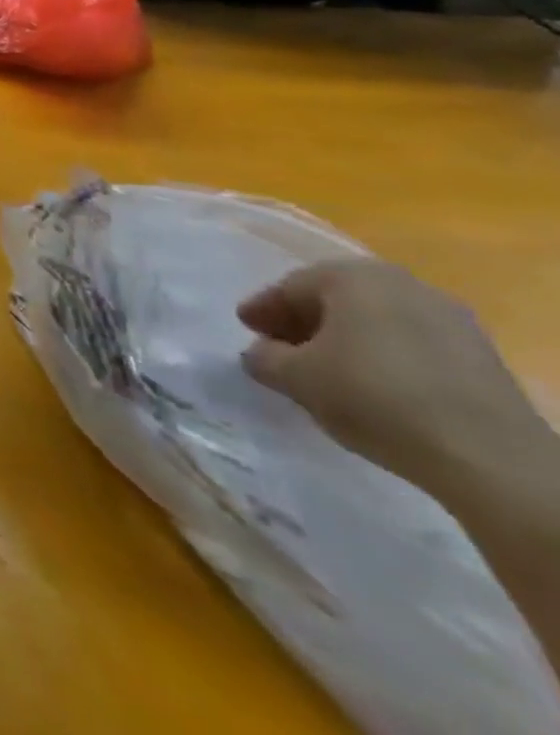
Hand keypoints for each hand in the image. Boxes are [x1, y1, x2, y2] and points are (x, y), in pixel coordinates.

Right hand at [238, 260, 547, 495]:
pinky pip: (412, 343)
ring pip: (376, 321)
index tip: (246, 330)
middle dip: (305, 322)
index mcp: (352, 276)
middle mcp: (402, 284)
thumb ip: (264, 357)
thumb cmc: (373, 398)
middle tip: (280, 347)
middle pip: (336, 299)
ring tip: (327, 370)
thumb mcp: (295, 378)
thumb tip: (261, 352)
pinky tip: (373, 385)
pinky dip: (384, 356)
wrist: (490, 458)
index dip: (262, 310)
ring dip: (346, 340)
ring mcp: (451, 318)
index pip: (290, 287)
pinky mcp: (481, 356)